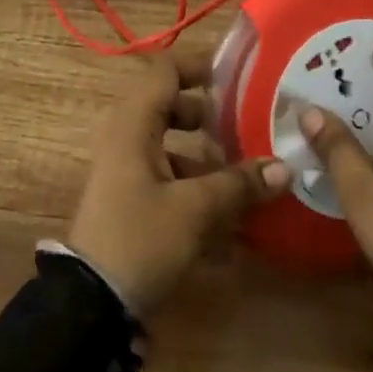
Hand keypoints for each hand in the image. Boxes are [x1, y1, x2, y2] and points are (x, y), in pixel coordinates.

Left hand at [67, 52, 290, 314]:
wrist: (89, 304)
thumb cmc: (139, 239)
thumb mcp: (194, 210)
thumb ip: (238, 185)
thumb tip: (284, 167)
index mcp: (133, 122)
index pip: (165, 70)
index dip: (199, 66)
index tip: (237, 76)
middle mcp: (125, 136)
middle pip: (170, 105)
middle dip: (209, 114)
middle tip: (246, 124)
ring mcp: (124, 168)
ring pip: (170, 144)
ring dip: (205, 156)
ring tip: (245, 175)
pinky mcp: (129, 198)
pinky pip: (165, 176)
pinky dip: (194, 186)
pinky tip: (227, 220)